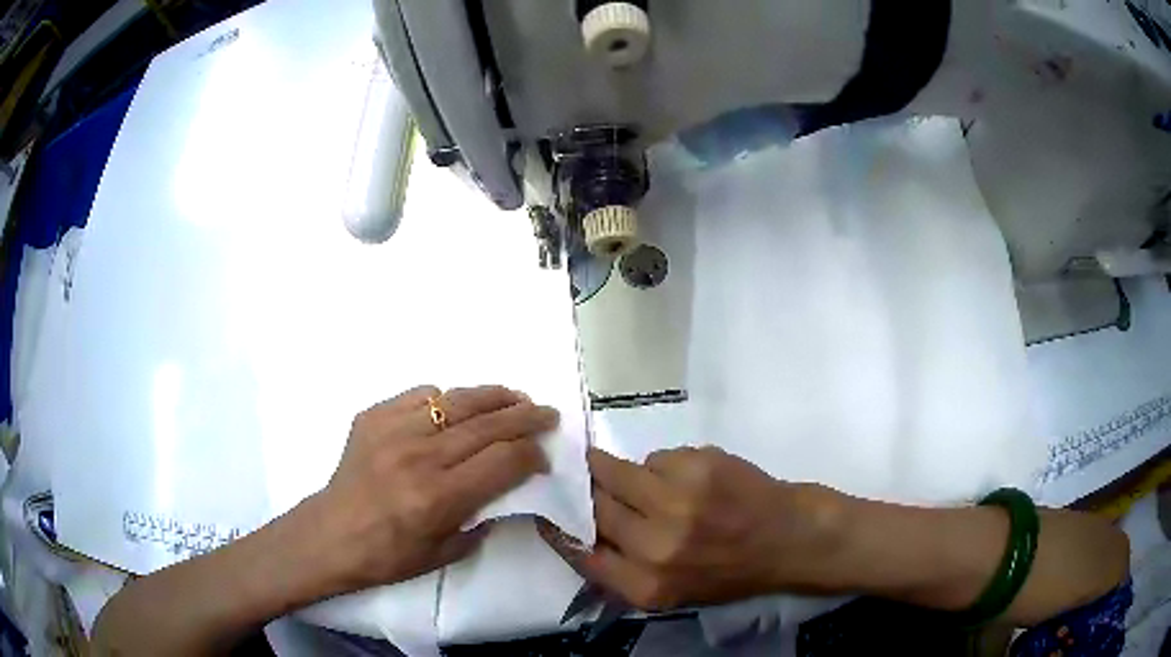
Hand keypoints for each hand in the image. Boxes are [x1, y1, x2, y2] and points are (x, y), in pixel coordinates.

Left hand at [307, 385, 558, 592]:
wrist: (331, 534)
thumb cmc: (388, 556)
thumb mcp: (446, 553)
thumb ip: (483, 518)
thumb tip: (506, 486)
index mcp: (438, 497)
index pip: (503, 461)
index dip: (531, 455)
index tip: (543, 457)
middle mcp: (419, 456)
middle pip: (487, 425)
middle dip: (526, 418)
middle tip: (548, 414)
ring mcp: (393, 430)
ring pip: (457, 400)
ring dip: (493, 397)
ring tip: (515, 397)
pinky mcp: (373, 416)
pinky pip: (421, 395)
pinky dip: (446, 398)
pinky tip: (456, 408)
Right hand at [544, 446, 844, 610]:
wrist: (788, 540)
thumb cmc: (728, 572)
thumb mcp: (670, 592)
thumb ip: (621, 569)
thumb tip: (575, 527)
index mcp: (647, 586)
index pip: (579, 551)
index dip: (559, 526)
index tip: (551, 508)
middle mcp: (656, 546)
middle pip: (592, 505)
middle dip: (587, 491)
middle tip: (589, 481)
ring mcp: (677, 502)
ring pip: (615, 471)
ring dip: (621, 473)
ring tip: (648, 482)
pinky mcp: (698, 466)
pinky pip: (655, 457)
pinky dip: (662, 466)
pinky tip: (687, 479)